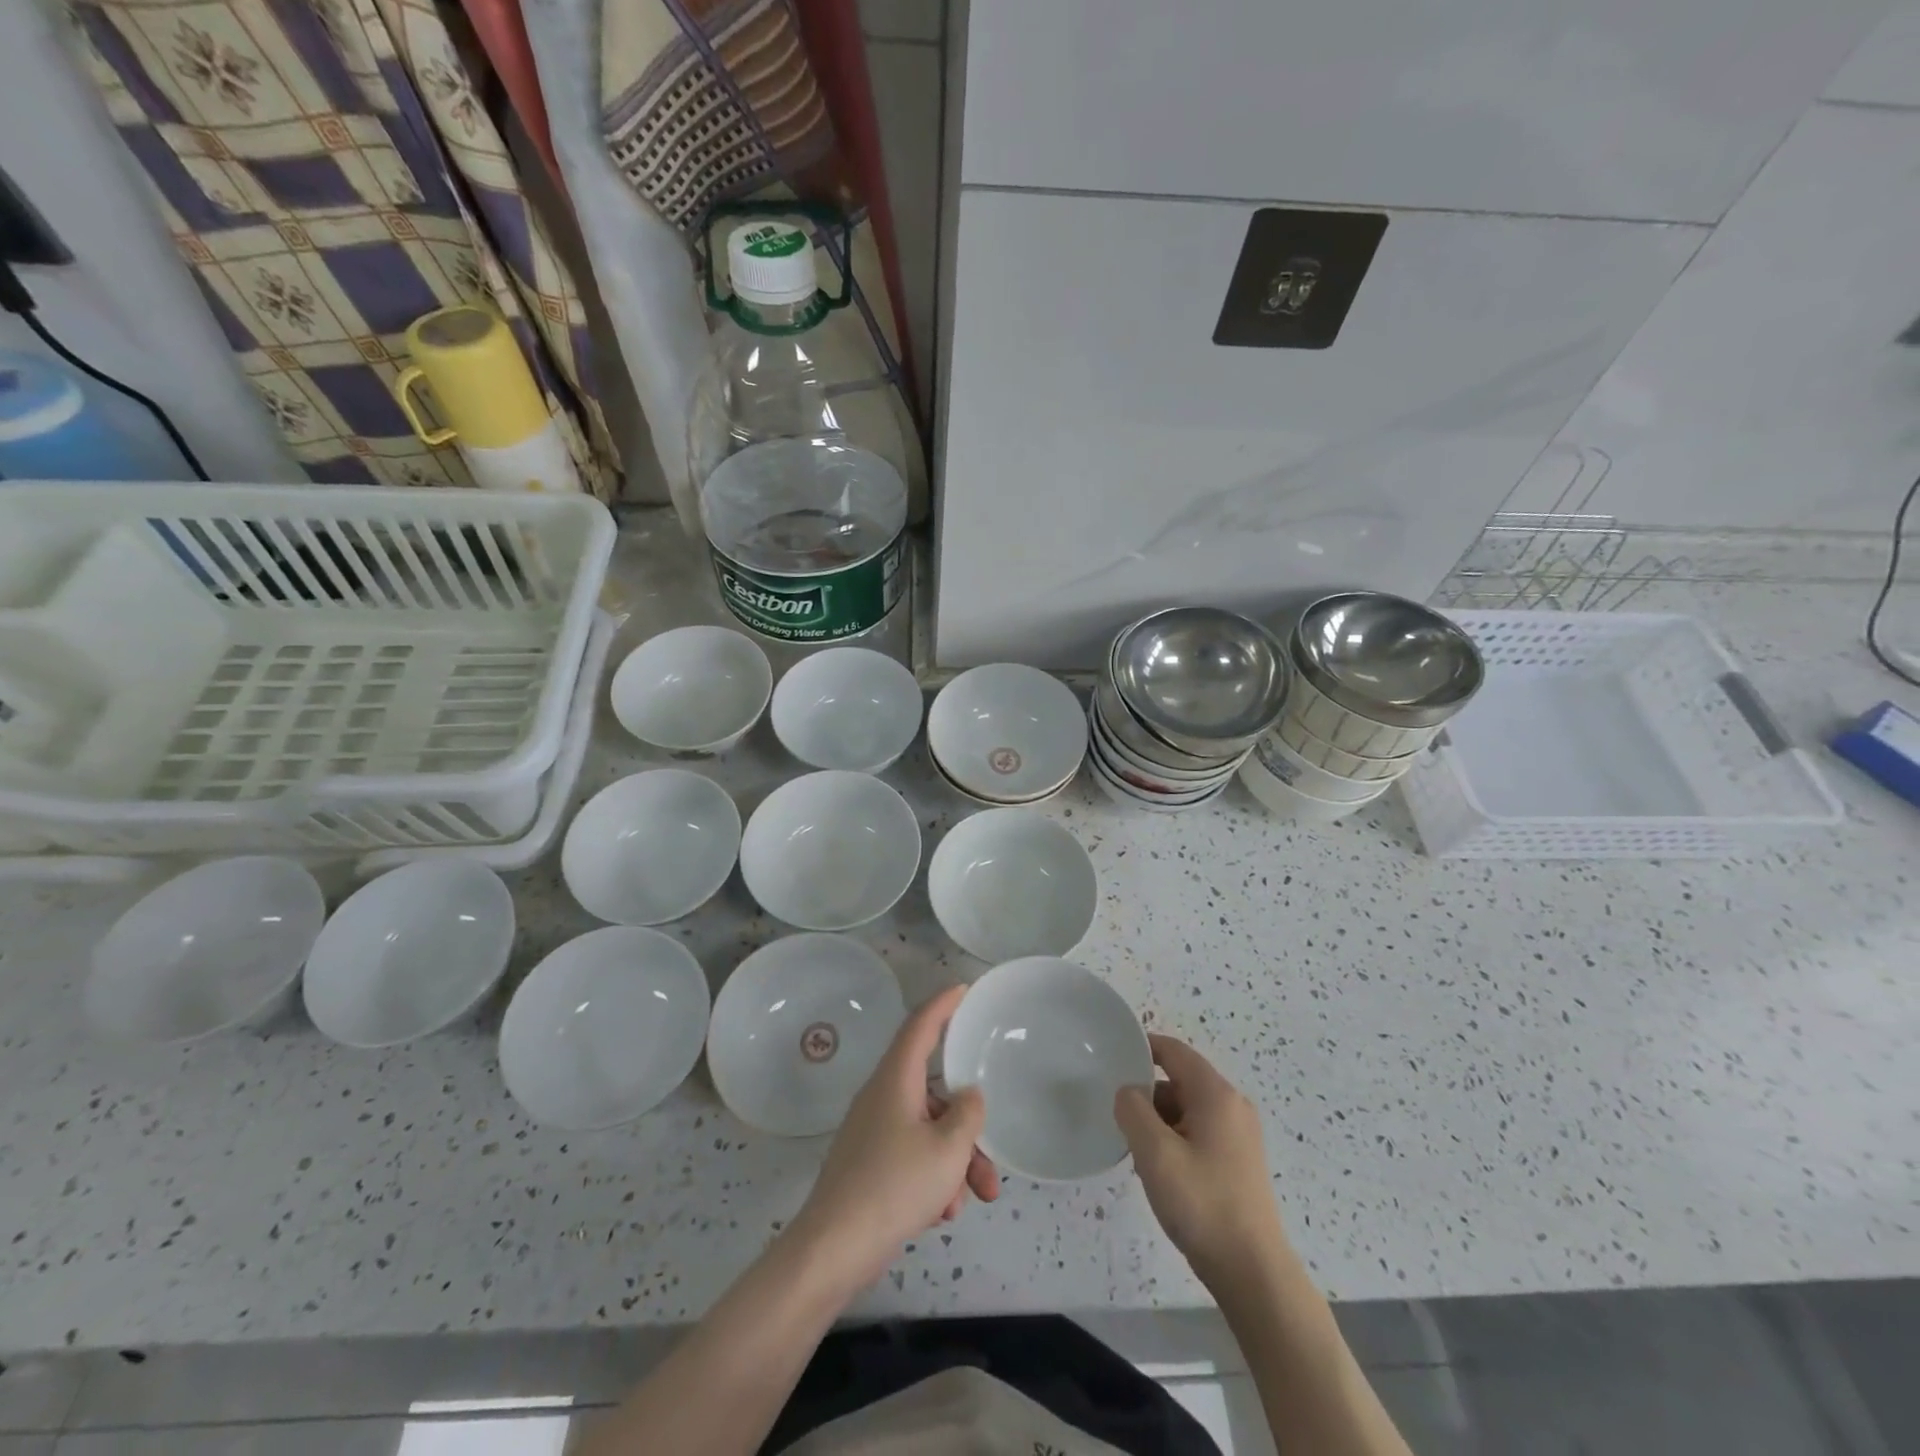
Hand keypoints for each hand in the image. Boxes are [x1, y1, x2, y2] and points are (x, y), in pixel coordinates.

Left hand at [786, 984, 999, 1291]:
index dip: (942, 1005)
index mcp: (896, 1080)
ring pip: (927, 1131)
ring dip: (955, 1162)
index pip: (920, 1026)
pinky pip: (912, 1157)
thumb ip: (967, 1115)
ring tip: (970, 1201)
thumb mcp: (947, 1149)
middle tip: (991, 1163)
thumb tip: (968, 1096)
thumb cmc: (895, 1186)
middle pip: (934, 1094)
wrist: (835, 1248)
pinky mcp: (869, 1164)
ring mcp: (873, 1132)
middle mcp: (882, 1097)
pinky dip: (932, 1178)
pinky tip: (940, 1215)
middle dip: (967, 1128)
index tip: (962, 989)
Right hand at [1114, 1033, 1288, 1285]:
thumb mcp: (1155, 1153)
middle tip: (1117, 1115)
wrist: (1253, 1273)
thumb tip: (1128, 1092)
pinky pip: (1198, 1132)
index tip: (1110, 1057)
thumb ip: (1132, 1110)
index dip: (1142, 1047)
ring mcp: (1239, 1134)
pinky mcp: (1238, 1160)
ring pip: (1186, 1108)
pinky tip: (1159, 1170)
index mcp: (1216, 1094)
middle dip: (1146, 1093)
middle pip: (1179, 1080)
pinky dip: (1174, 1139)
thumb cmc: (1202, 1204)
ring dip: (1158, 1120)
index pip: (1173, 1051)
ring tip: (1135, 1149)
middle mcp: (1232, 1106)